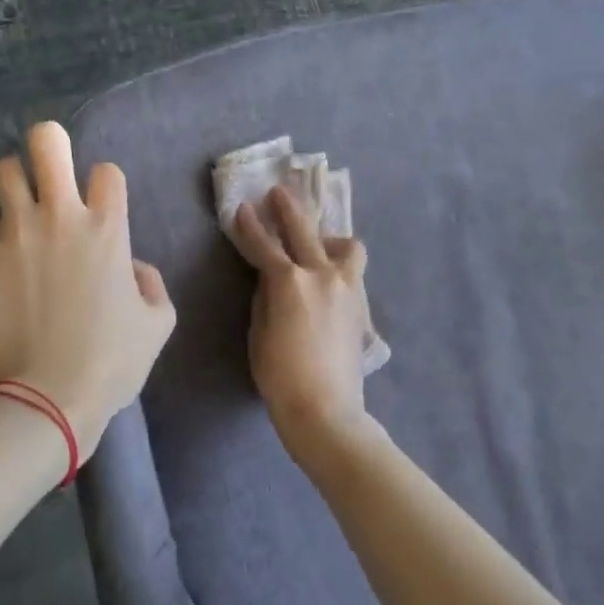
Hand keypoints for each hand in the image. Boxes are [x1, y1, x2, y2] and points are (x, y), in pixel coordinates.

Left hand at [0, 122, 176, 453]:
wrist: (49, 398)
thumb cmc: (112, 361)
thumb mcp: (158, 323)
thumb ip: (150, 283)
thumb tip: (130, 267)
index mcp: (107, 227)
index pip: (106, 171)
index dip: (106, 186)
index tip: (103, 208)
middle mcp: (59, 217)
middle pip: (47, 142)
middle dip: (51, 144)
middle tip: (52, 167)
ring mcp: (16, 234)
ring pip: (5, 171)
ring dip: (18, 182)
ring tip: (23, 207)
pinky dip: (0, 237)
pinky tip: (8, 264)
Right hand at [233, 187, 377, 465]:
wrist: (326, 410)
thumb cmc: (280, 376)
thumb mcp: (259, 332)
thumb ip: (265, 296)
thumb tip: (271, 277)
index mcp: (289, 281)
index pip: (264, 245)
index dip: (249, 226)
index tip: (242, 209)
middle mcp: (322, 274)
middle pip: (304, 230)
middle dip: (287, 209)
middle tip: (277, 194)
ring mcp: (348, 287)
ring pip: (346, 246)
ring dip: (329, 239)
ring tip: (318, 245)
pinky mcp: (361, 304)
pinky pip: (353, 270)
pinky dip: (341, 264)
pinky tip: (329, 278)